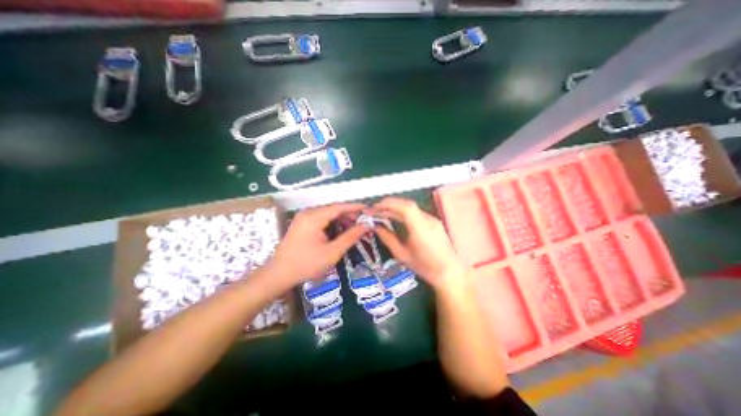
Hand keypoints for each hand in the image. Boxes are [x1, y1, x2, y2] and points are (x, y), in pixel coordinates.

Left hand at [270, 203, 366, 286]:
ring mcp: (303, 218)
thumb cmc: (307, 264)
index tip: (368, 209)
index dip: (354, 207)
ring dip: (341, 219)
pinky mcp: (302, 224)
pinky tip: (340, 230)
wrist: (279, 274)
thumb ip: (350, 237)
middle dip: (349, 215)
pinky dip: (332, 223)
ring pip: (327, 214)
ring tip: (354, 227)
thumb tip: (366, 226)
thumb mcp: (332, 252)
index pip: (339, 207)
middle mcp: (308, 213)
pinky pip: (321, 219)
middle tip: (363, 222)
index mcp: (314, 217)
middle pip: (333, 209)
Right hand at [369, 199, 468, 292]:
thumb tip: (375, 227)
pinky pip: (415, 212)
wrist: (448, 272)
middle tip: (374, 210)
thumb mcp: (402, 254)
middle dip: (388, 205)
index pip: (405, 207)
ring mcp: (432, 219)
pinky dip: (402, 211)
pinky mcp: (433, 221)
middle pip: (407, 204)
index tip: (374, 208)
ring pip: (411, 207)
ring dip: (395, 207)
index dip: (388, 204)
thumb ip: (388, 238)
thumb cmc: (424, 266)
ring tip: (381, 212)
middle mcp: (428, 220)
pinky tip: (395, 217)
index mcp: (421, 228)